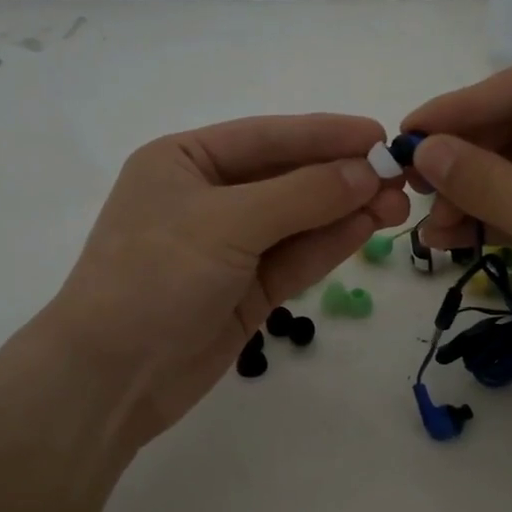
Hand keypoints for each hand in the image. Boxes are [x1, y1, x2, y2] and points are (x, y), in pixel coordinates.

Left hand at [40, 114, 408, 453]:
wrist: (110, 378)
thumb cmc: (154, 276)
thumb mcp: (225, 223)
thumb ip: (301, 195)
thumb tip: (367, 171)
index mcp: (184, 160)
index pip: (266, 137)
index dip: (325, 134)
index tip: (380, 134)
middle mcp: (207, 196)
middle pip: (286, 177)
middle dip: (341, 176)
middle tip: (401, 179)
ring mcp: (228, 246)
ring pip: (297, 220)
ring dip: (344, 211)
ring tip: (397, 206)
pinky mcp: (245, 290)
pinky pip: (294, 258)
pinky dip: (328, 244)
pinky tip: (366, 229)